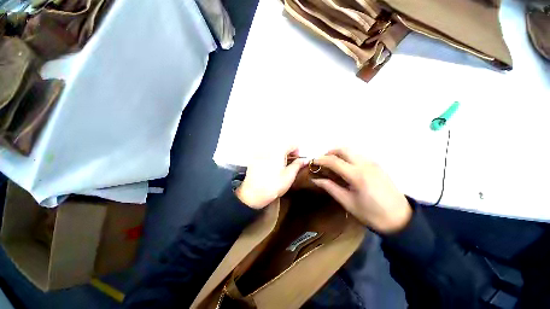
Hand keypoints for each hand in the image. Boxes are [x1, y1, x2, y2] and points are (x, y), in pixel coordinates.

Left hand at [236, 146, 307, 208]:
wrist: (253, 194)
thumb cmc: (273, 186)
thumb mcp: (289, 176)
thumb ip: (298, 165)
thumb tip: (304, 160)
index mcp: (278, 151)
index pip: (292, 144)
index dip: (297, 151)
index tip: (297, 160)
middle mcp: (268, 148)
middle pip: (283, 145)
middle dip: (289, 153)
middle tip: (290, 164)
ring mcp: (260, 153)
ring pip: (274, 149)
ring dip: (281, 155)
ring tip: (281, 167)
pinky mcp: (255, 158)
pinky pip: (266, 153)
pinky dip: (272, 157)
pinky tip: (272, 168)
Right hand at [312, 149, 411, 233]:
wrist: (401, 219)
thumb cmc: (372, 214)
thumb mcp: (348, 202)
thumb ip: (330, 187)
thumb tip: (315, 179)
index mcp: (357, 175)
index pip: (334, 161)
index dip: (320, 160)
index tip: (312, 162)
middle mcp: (365, 164)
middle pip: (343, 149)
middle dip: (329, 152)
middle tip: (322, 161)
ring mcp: (373, 163)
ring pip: (351, 151)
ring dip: (338, 154)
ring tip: (332, 165)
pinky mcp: (377, 165)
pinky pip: (357, 155)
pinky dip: (347, 157)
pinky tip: (345, 168)